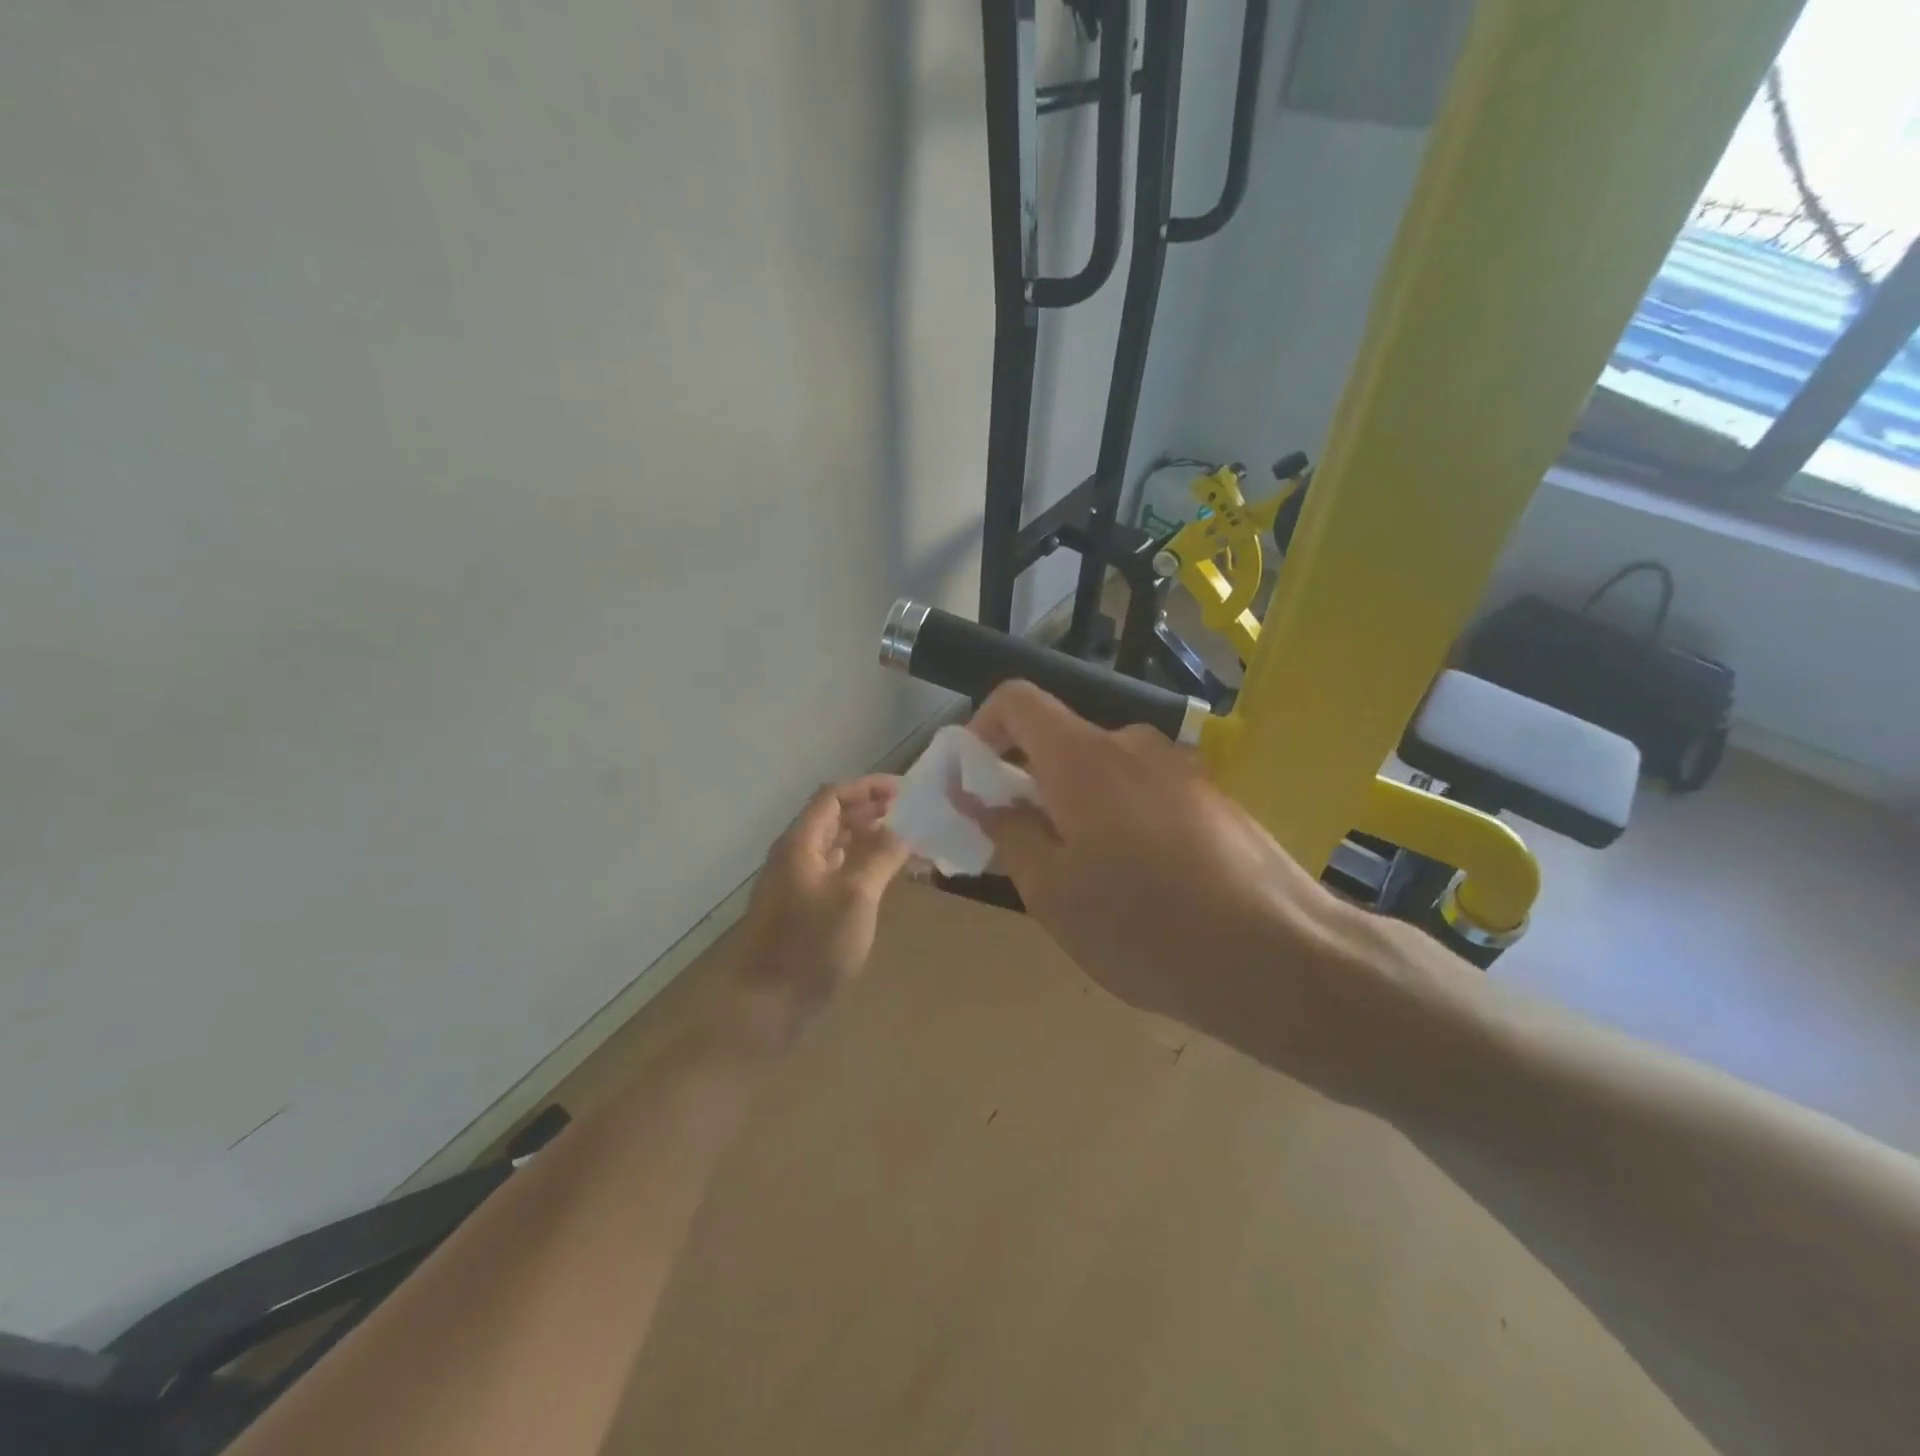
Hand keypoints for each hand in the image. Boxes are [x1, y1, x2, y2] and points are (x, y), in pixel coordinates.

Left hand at [727, 775, 910, 1045]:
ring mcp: (795, 883)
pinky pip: (834, 870)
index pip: (833, 796)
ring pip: (835, 845)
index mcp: (801, 844)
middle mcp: (795, 855)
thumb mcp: (856, 897)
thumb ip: (880, 857)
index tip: (904, 790)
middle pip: (832, 817)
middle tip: (908, 813)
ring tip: (902, 840)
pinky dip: (859, 863)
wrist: (766, 1006)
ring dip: (866, 836)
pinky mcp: (801, 908)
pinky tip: (881, 875)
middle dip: (870, 809)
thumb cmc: (812, 946)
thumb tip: (904, 828)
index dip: (868, 787)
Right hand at [959, 682, 1354, 1040]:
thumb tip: (977, 793)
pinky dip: (1122, 824)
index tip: (973, 780)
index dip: (982, 727)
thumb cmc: (1143, 926)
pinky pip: (1147, 796)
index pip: (1017, 700)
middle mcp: (1133, 745)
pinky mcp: (1215, 799)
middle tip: (1026, 854)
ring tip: (1090, 884)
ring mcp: (1182, 769)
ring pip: (1105, 776)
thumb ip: (1007, 831)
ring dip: (1079, 812)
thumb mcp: (1052, 891)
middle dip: (1030, 787)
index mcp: (1082, 757)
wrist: (1280, 957)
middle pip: (1062, 744)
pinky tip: (1144, 889)